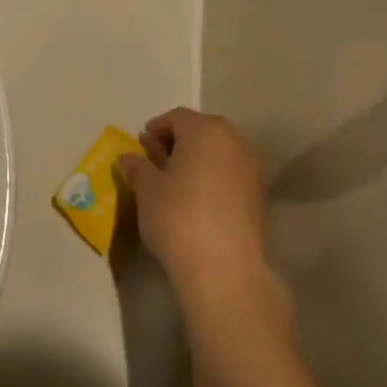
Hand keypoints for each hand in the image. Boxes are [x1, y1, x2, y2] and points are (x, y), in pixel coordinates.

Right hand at [116, 109, 267, 287]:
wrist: (222, 268)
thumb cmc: (178, 218)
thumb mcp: (146, 190)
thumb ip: (137, 167)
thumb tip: (128, 157)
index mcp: (205, 130)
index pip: (176, 117)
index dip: (155, 129)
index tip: (140, 149)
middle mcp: (234, 141)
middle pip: (201, 130)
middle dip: (177, 141)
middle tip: (156, 163)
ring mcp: (251, 167)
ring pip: (218, 151)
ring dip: (197, 159)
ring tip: (175, 183)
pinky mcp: (258, 194)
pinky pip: (230, 172)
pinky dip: (213, 177)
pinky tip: (197, 200)